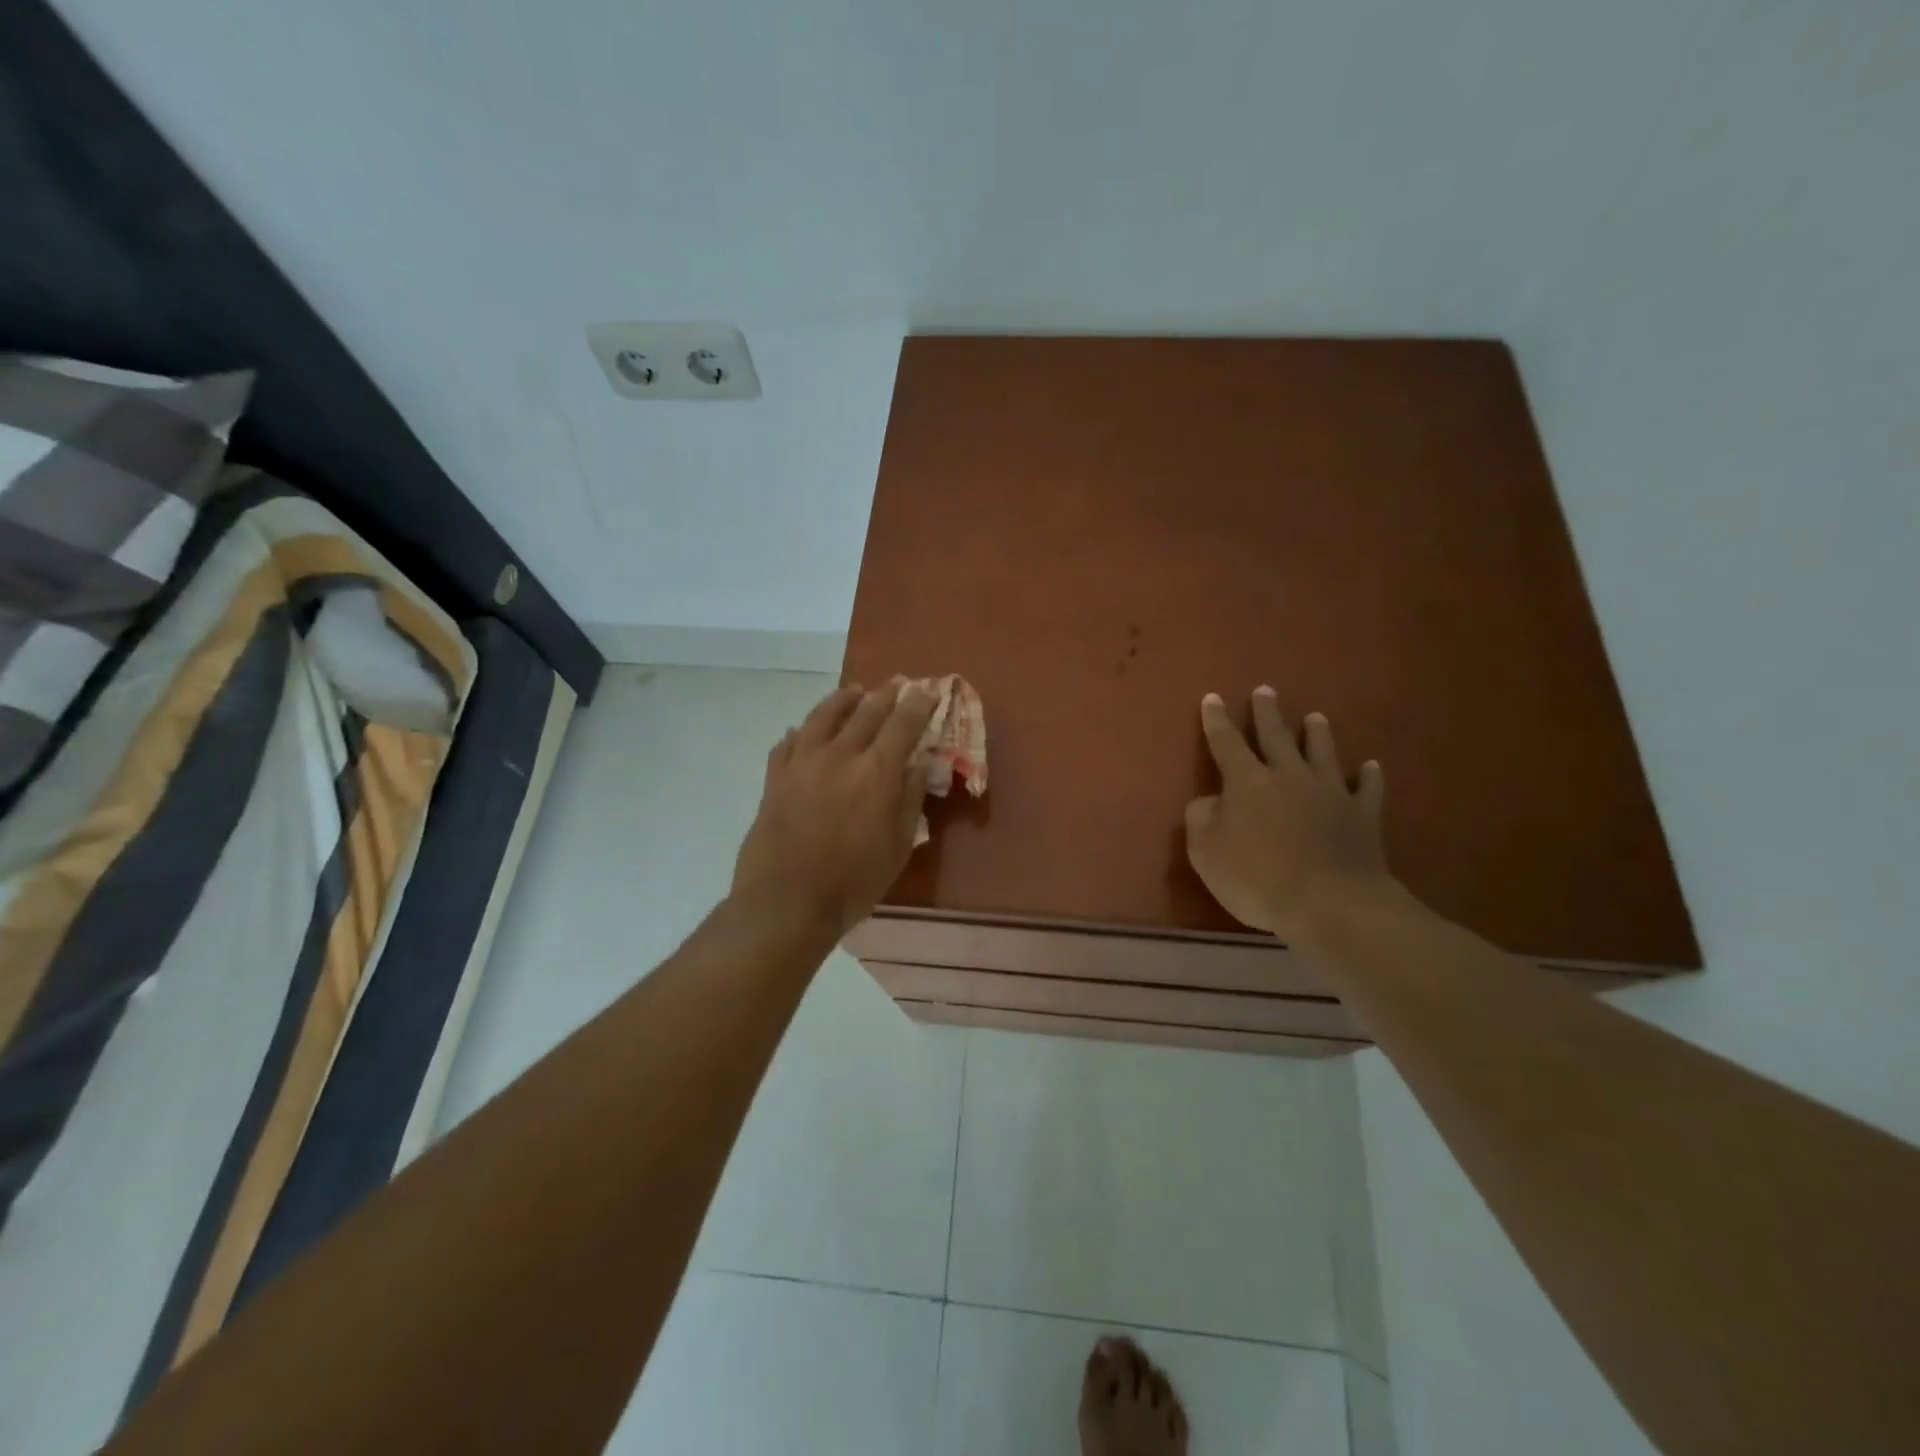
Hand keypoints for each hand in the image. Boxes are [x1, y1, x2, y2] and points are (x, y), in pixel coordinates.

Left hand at [731, 681, 936, 940]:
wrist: (785, 903)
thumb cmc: (853, 882)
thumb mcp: (898, 847)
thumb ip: (910, 799)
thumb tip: (921, 762)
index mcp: (876, 773)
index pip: (903, 725)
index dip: (918, 705)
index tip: (928, 691)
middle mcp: (840, 756)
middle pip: (866, 712)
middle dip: (886, 695)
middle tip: (898, 684)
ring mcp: (802, 763)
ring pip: (823, 716)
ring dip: (843, 699)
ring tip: (854, 691)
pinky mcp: (775, 778)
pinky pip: (788, 743)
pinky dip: (801, 731)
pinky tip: (803, 730)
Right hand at [1185, 687, 1393, 942]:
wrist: (1331, 905)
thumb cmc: (1258, 879)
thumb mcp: (1206, 853)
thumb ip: (1201, 819)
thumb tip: (1209, 800)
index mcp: (1247, 782)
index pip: (1227, 743)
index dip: (1217, 720)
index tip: (1213, 698)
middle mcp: (1289, 777)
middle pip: (1276, 737)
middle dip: (1267, 713)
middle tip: (1266, 691)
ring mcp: (1330, 793)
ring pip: (1323, 753)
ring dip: (1317, 734)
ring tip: (1315, 717)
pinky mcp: (1362, 816)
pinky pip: (1367, 789)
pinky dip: (1369, 776)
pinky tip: (1371, 766)